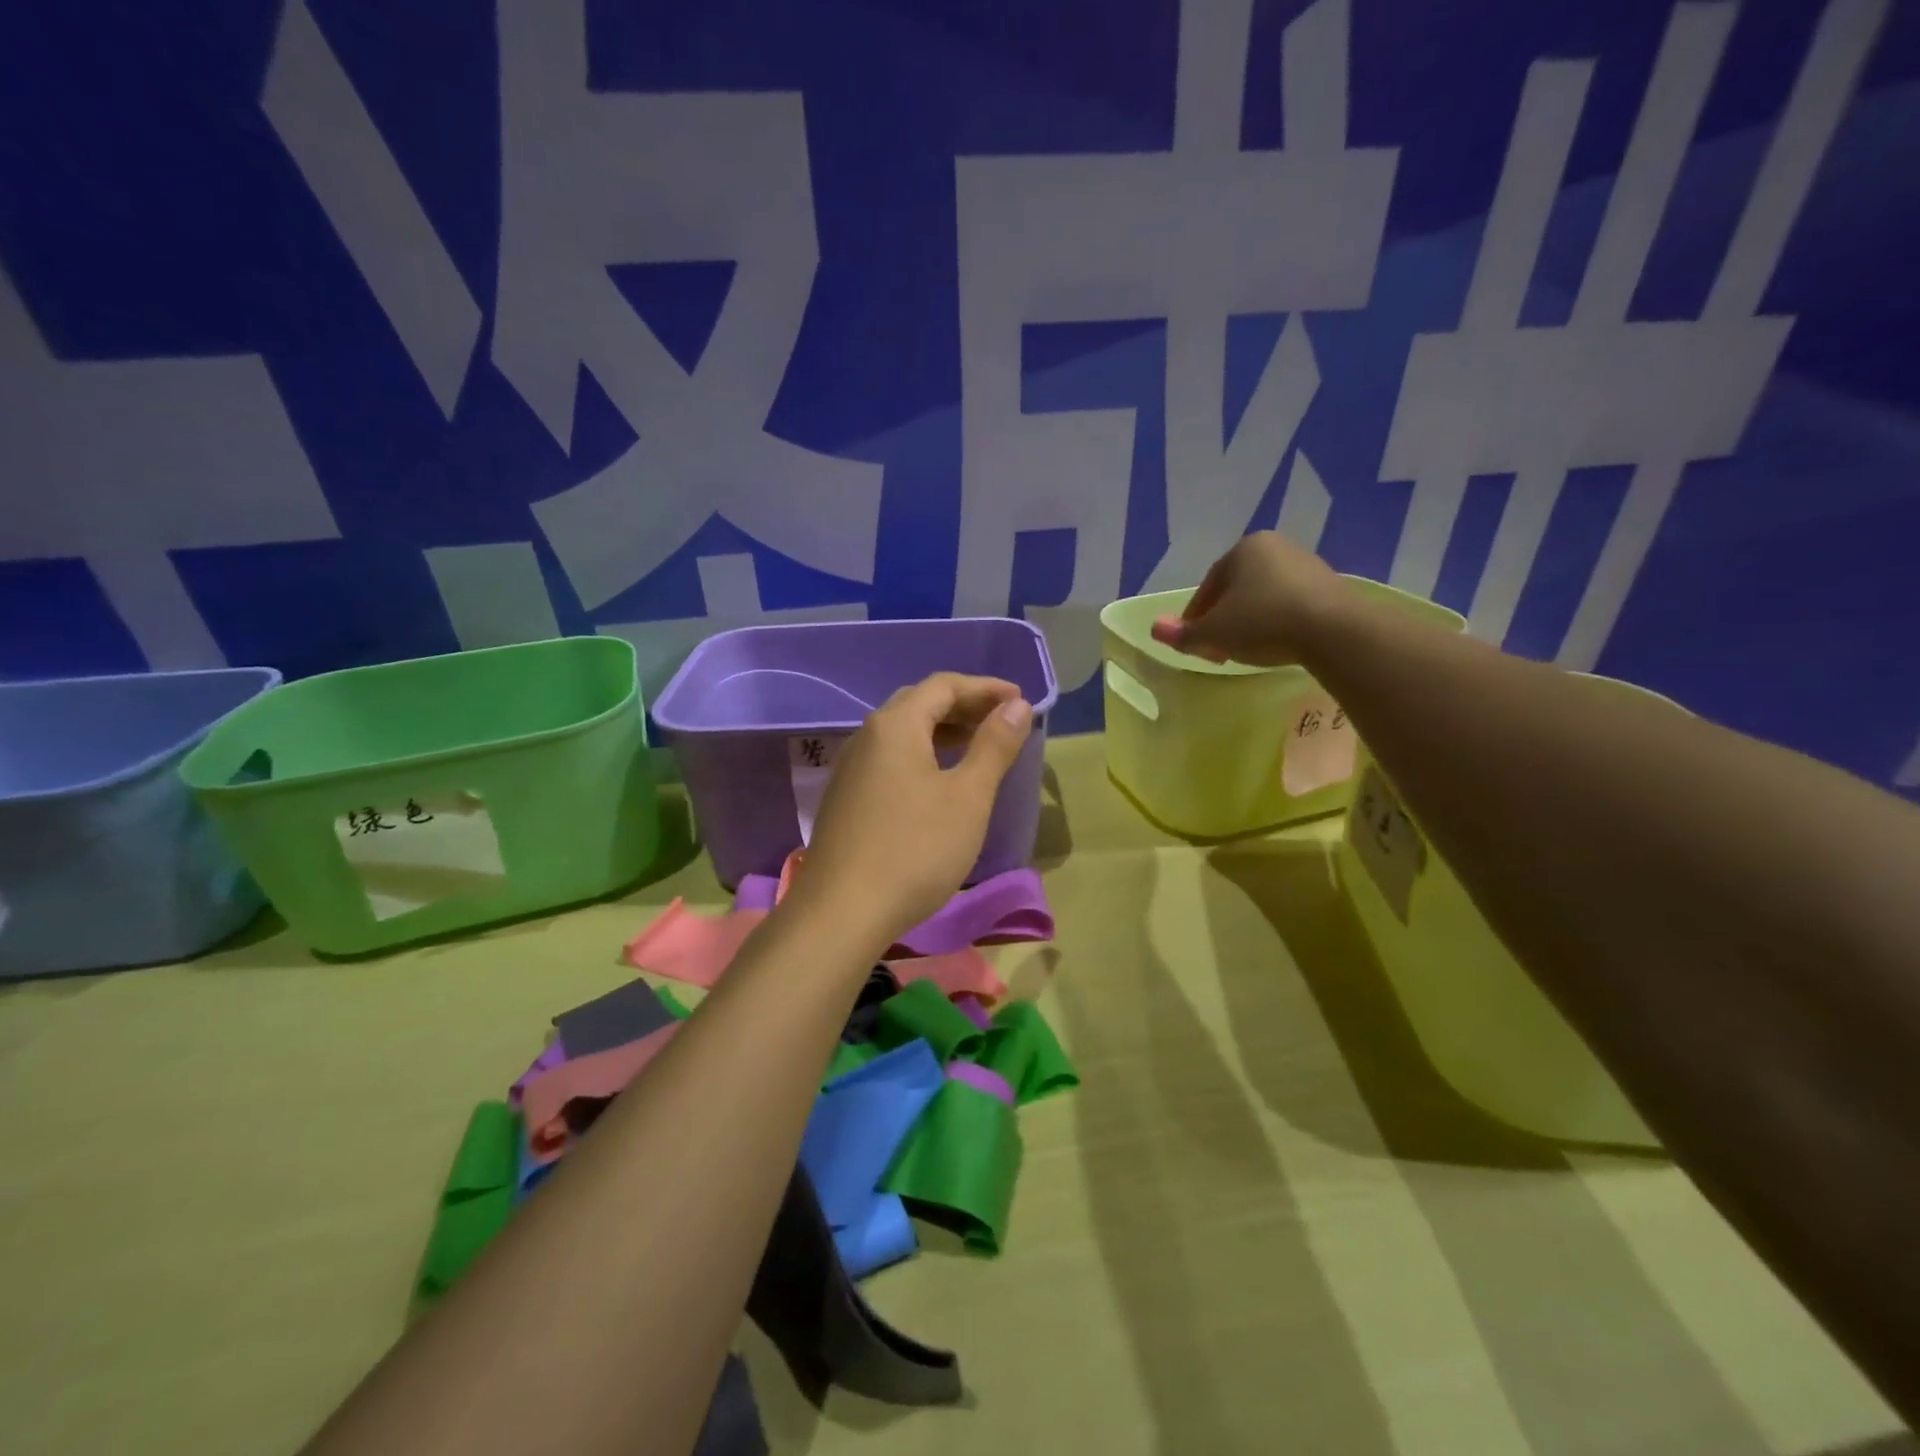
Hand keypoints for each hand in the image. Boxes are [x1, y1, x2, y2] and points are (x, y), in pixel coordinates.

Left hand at [793, 673, 1034, 949]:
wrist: (842, 911)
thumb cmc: (915, 849)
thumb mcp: (968, 797)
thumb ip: (994, 746)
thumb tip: (1016, 705)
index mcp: (895, 725)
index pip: (943, 685)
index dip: (985, 688)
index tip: (1020, 700)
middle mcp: (867, 736)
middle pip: (919, 704)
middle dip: (964, 706)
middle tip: (1001, 721)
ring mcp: (850, 768)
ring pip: (902, 733)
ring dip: (942, 731)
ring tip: (978, 747)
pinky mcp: (846, 798)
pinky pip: (889, 759)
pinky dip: (922, 755)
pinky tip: (939, 782)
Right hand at [1149, 531, 1342, 666]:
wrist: (1332, 629)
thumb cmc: (1262, 622)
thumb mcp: (1213, 632)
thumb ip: (1183, 633)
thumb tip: (1154, 629)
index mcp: (1243, 549)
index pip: (1209, 585)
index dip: (1196, 616)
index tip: (1194, 642)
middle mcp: (1275, 547)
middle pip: (1237, 589)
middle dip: (1224, 618)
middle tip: (1217, 648)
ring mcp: (1306, 565)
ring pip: (1264, 596)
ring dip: (1250, 621)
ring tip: (1247, 650)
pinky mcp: (1330, 587)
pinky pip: (1291, 605)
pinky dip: (1278, 623)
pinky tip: (1278, 645)